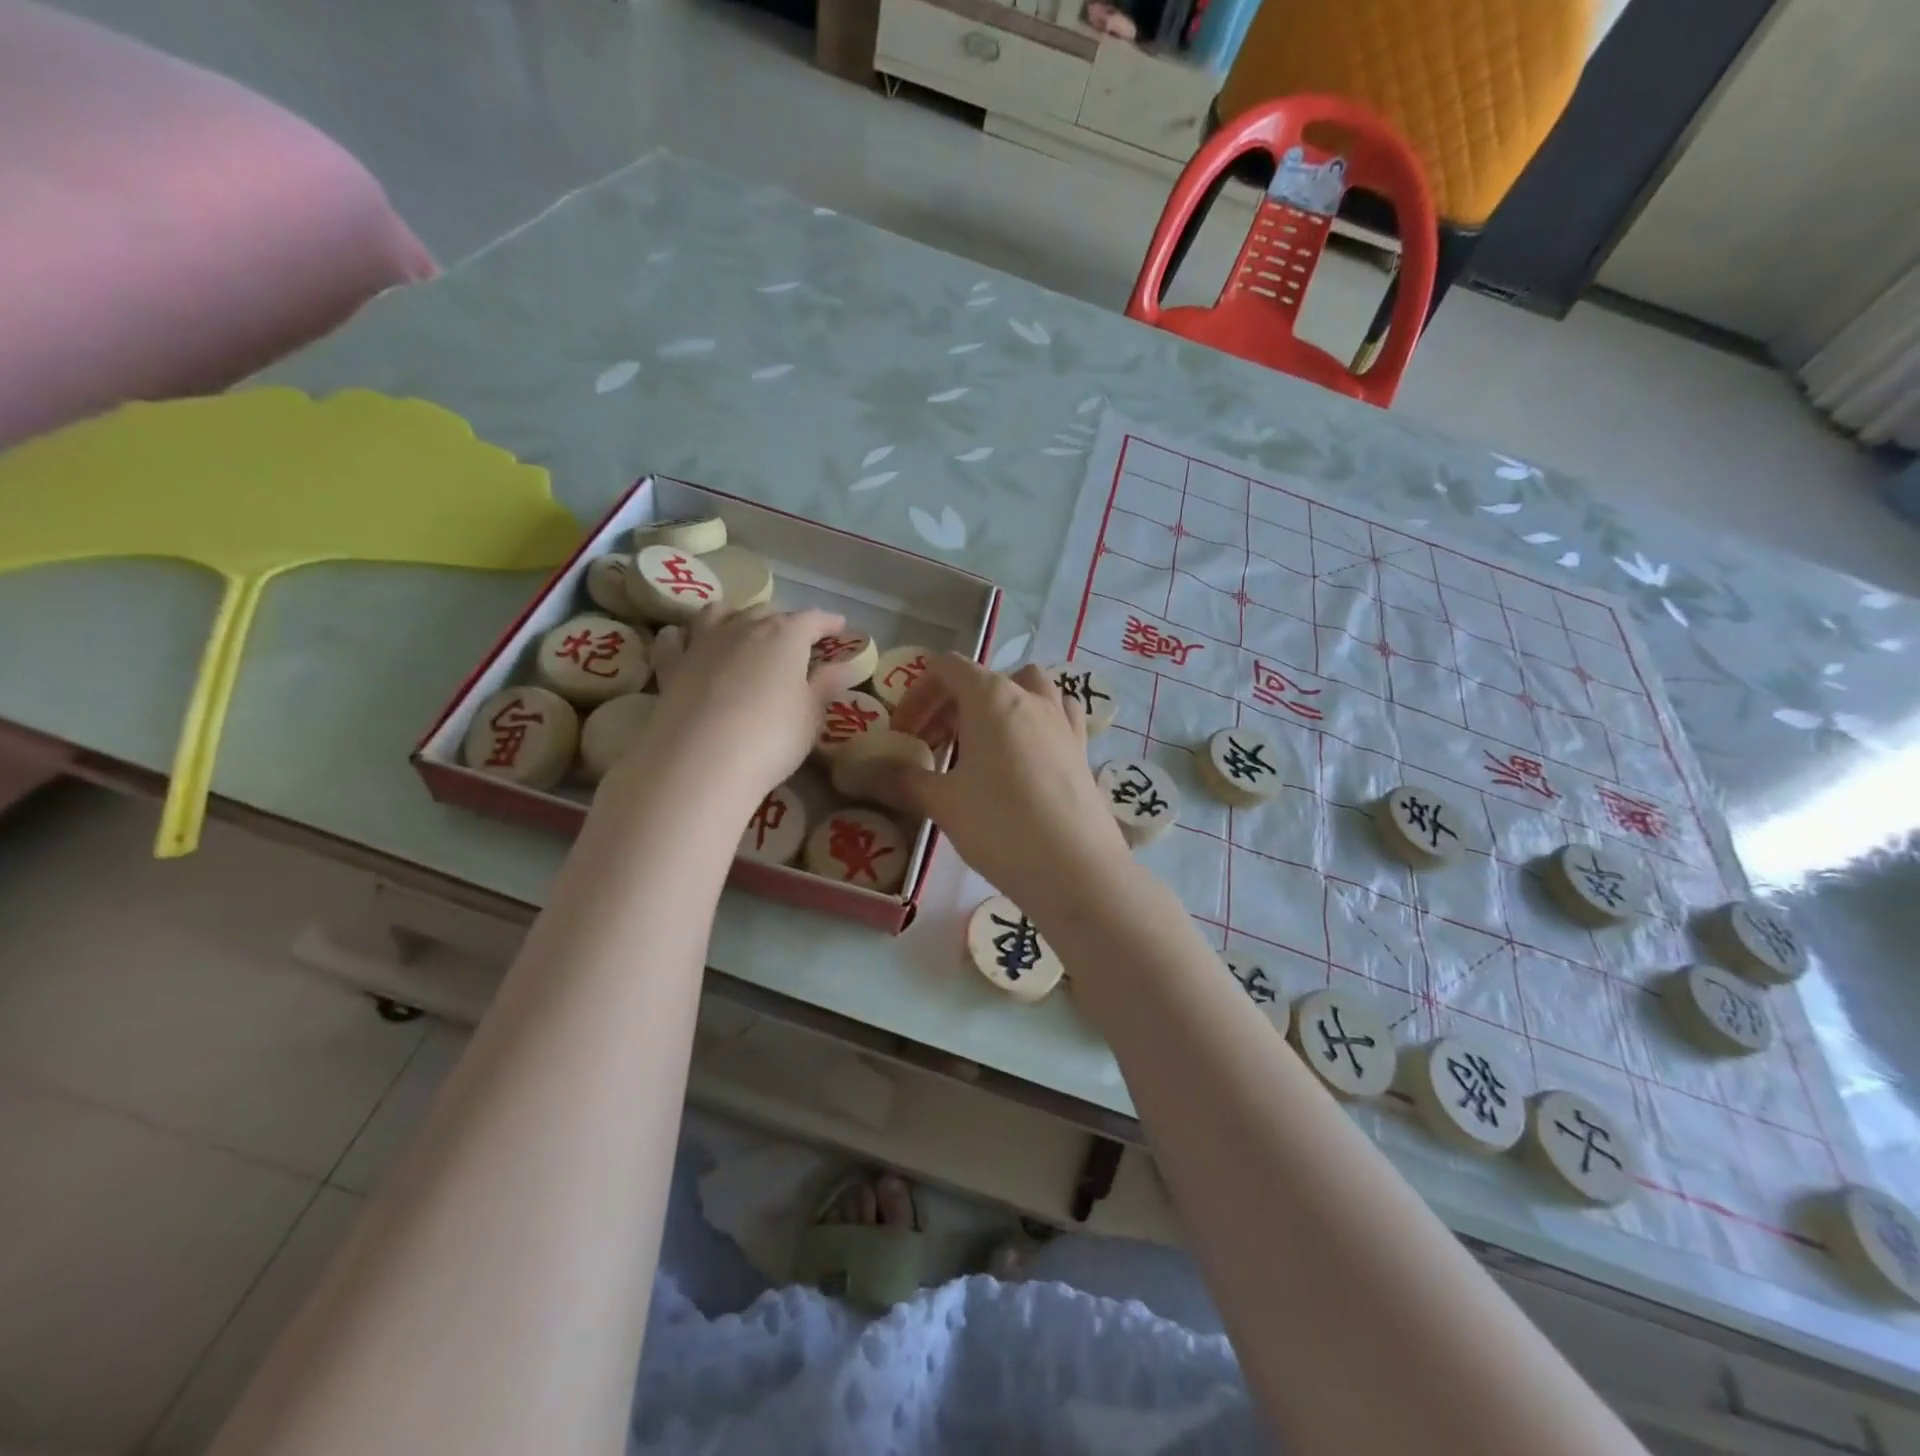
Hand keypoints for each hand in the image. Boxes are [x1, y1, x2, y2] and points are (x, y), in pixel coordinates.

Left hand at [626, 604, 866, 802]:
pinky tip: (688, 643)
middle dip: (785, 621)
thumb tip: (842, 665)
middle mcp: (743, 628)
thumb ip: (825, 685)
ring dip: (736, 616)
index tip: (840, 627)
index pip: (812, 620)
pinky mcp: (671, 665)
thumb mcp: (810, 715)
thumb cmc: (771, 737)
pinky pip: (676, 638)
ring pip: (719, 613)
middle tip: (796, 639)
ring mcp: (702, 643)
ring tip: (742, 629)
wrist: (701, 762)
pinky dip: (685, 635)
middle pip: (766, 612)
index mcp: (785, 636)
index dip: (828, 622)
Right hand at [846, 658, 1137, 917]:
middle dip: (948, 706)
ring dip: (995, 707)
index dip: (917, 694)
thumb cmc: (1001, 825)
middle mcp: (1031, 696)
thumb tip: (860, 774)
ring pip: (1024, 690)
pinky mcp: (1081, 747)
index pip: (947, 668)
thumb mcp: (943, 803)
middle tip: (929, 748)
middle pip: (982, 679)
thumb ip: (901, 780)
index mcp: (992, 696)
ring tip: (978, 746)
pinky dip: (1031, 722)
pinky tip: (1021, 758)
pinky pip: (1053, 715)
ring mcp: (1062, 720)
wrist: (1076, 869)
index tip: (902, 733)